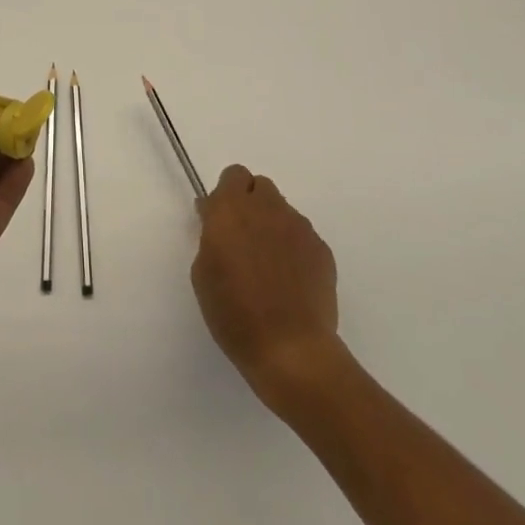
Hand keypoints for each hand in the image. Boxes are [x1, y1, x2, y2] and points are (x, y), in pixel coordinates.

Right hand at [192, 164, 342, 408]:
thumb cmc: (234, 313)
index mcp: (231, 210)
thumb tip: (217, 220)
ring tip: (269, 266)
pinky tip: (289, 281)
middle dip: (250, 203)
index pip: (233, 175)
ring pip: (282, 211)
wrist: (290, 349)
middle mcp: (267, 209)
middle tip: (243, 239)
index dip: (226, 194)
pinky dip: (293, 248)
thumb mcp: (203, 273)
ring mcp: (299, 228)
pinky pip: (302, 236)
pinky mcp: (322, 249)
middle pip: (260, 186)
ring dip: (272, 225)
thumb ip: (211, 236)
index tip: (219, 221)